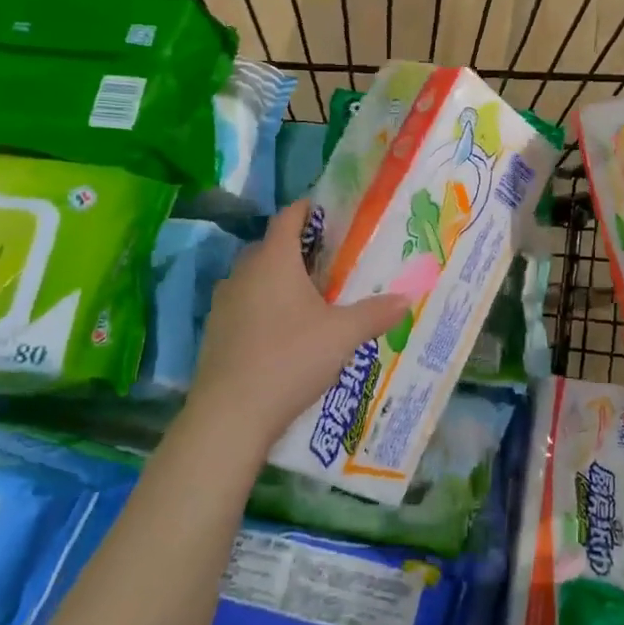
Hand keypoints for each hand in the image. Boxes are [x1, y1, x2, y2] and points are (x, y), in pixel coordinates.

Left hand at [186, 199, 409, 454]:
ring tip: (311, 295)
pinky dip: (264, 306)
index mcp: (274, 260)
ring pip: (255, 277)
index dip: (308, 209)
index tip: (329, 212)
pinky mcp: (216, 332)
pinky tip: (285, 331)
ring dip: (279, 279)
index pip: (288, 218)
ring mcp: (224, 303)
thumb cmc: (291, 358)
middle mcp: (244, 273)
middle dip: (298, 248)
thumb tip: (407, 298)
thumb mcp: (343, 334)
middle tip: (330, 259)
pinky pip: (245, 305)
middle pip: (270, 247)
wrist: (230, 415)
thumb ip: (376, 313)